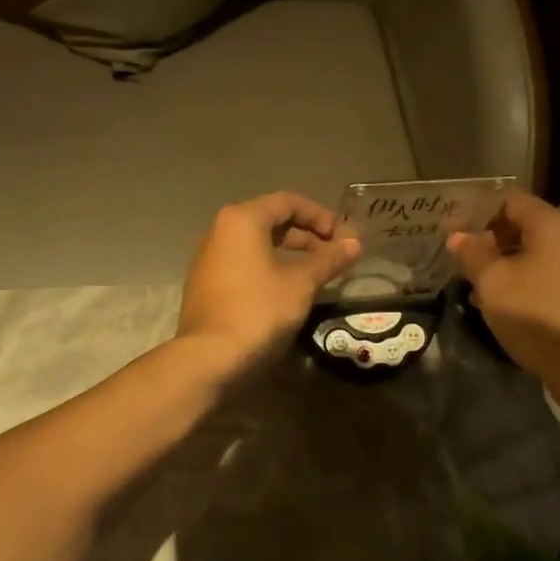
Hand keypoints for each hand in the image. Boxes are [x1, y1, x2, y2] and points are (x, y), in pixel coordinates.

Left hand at [177, 192, 360, 374]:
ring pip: (255, 244)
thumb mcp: (301, 284)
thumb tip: (354, 243)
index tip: (342, 237)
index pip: (288, 202)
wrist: (209, 358)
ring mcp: (208, 258)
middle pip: (270, 220)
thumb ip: (328, 259)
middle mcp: (219, 231)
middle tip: (333, 256)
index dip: (320, 215)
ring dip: (288, 254)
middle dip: (305, 235)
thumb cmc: (259, 310)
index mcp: (242, 220)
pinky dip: (268, 268)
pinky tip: (286, 291)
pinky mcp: (205, 284)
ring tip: (315, 274)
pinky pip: (242, 264)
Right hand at [448, 192, 559, 401]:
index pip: (511, 200)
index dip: (480, 210)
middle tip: (458, 256)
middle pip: (522, 225)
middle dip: (488, 239)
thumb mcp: (493, 282)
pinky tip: (497, 302)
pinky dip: (518, 281)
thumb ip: (472, 254)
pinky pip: (542, 275)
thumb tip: (458, 236)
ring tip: (471, 281)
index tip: (454, 228)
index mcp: (551, 225)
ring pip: (531, 253)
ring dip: (501, 263)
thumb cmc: (536, 313)